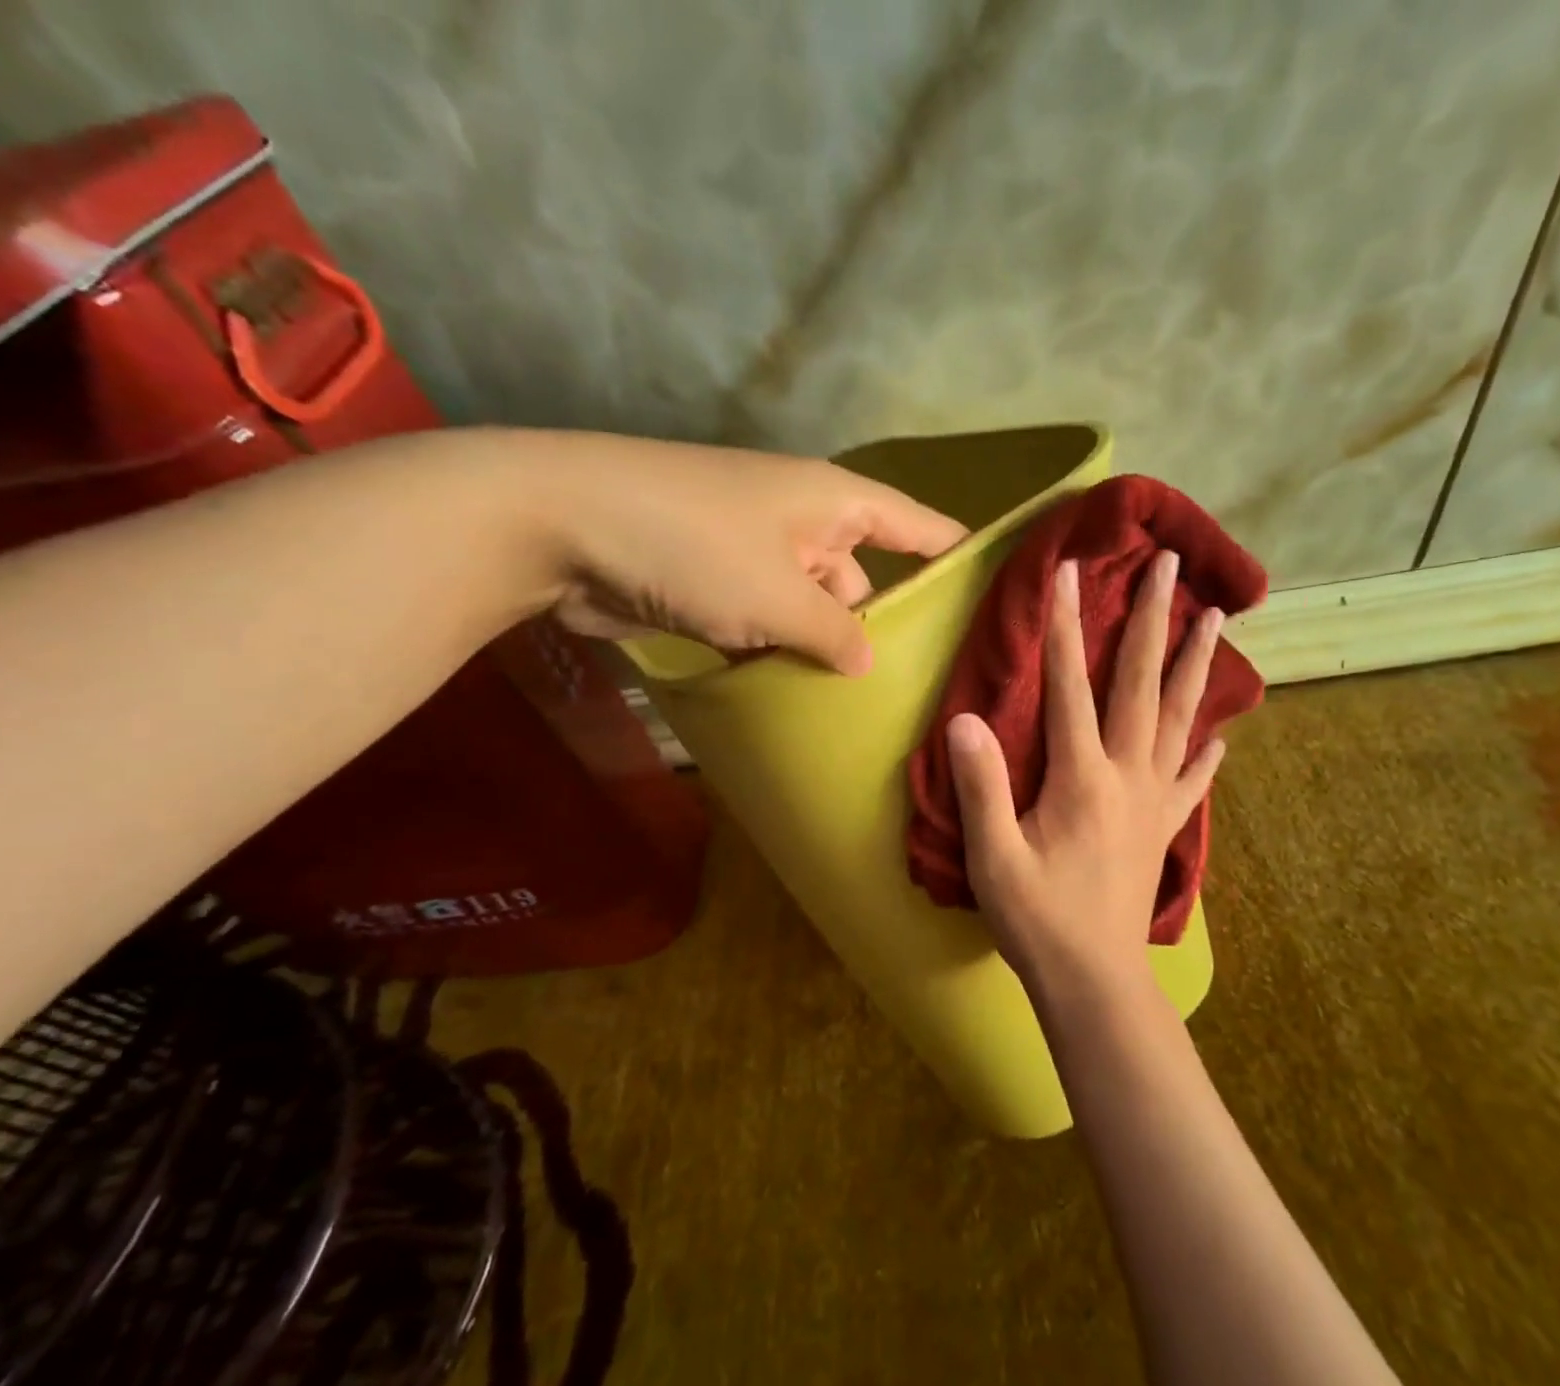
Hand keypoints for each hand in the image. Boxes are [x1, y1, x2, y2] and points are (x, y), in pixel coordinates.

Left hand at [533, 431, 965, 673]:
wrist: (562, 526)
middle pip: (866, 576)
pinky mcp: (716, 585)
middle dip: (886, 626)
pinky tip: (800, 699)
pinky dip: (780, 654)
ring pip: (814, 607)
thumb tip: (867, 661)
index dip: (957, 557)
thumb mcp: (778, 596)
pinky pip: (768, 623)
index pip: (917, 526)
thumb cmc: (692, 545)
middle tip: (923, 688)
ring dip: (826, 648)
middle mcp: (803, 522)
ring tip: (866, 707)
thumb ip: (834, 632)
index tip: (997, 596)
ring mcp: (757, 554)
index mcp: (833, 503)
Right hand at [946, 550, 1225, 990]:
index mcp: (1082, 777)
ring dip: (1195, 665)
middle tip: (1171, 566)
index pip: (1071, 686)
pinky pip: (1191, 781)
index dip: (1066, 627)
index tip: (1068, 572)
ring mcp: (1153, 801)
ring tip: (1214, 620)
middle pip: (1141, 684)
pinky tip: (1221, 738)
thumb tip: (966, 720)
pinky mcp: (1163, 829)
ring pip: (1179, 719)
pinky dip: (1205, 754)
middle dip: (1152, 620)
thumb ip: (981, 787)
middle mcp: (1127, 776)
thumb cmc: (1038, 920)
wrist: (1095, 981)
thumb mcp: (993, 857)